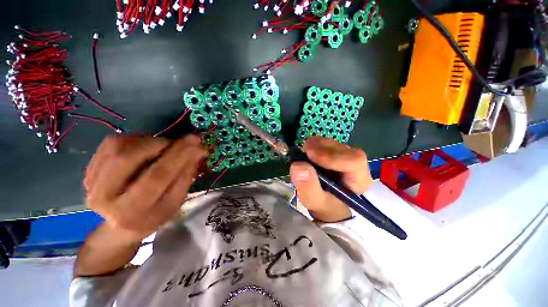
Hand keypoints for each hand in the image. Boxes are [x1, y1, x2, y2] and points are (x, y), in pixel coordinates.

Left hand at [84, 135, 206, 240]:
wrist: (121, 226)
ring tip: (162, 148)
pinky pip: (111, 143)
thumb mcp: (176, 201)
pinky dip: (134, 140)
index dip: (179, 155)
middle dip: (160, 144)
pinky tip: (144, 149)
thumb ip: (186, 175)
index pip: (157, 176)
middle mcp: (104, 197)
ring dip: (147, 141)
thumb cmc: (155, 215)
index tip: (196, 140)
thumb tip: (197, 150)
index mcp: (132, 211)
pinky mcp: (88, 171)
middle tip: (177, 143)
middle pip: (129, 157)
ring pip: (118, 146)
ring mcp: (91, 183)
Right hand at [290, 136, 371, 222]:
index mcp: (359, 180)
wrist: (327, 203)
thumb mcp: (314, 201)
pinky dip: (314, 144)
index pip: (354, 161)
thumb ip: (308, 187)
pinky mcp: (336, 151)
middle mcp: (356, 164)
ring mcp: (346, 155)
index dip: (332, 156)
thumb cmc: (324, 205)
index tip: (310, 155)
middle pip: (343, 149)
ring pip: (334, 143)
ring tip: (303, 153)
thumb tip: (297, 166)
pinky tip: (306, 152)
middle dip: (321, 148)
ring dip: (316, 145)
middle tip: (303, 151)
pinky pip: (327, 142)